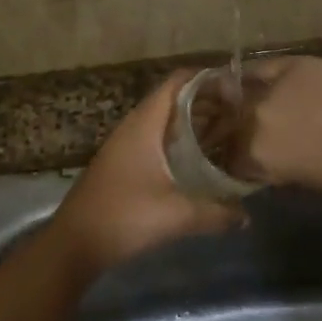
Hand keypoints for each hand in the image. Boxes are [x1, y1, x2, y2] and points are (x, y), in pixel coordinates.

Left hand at [50, 70, 241, 274]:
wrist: (74, 242)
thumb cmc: (125, 216)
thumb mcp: (177, 215)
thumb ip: (216, 213)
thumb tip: (247, 217)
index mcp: (145, 123)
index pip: (177, 82)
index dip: (206, 78)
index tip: (235, 87)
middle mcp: (134, 126)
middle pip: (173, 98)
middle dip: (205, 101)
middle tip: (238, 113)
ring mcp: (124, 144)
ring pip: (164, 120)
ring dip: (191, 122)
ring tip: (224, 132)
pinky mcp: (121, 162)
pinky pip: (155, 138)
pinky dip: (178, 140)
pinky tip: (196, 161)